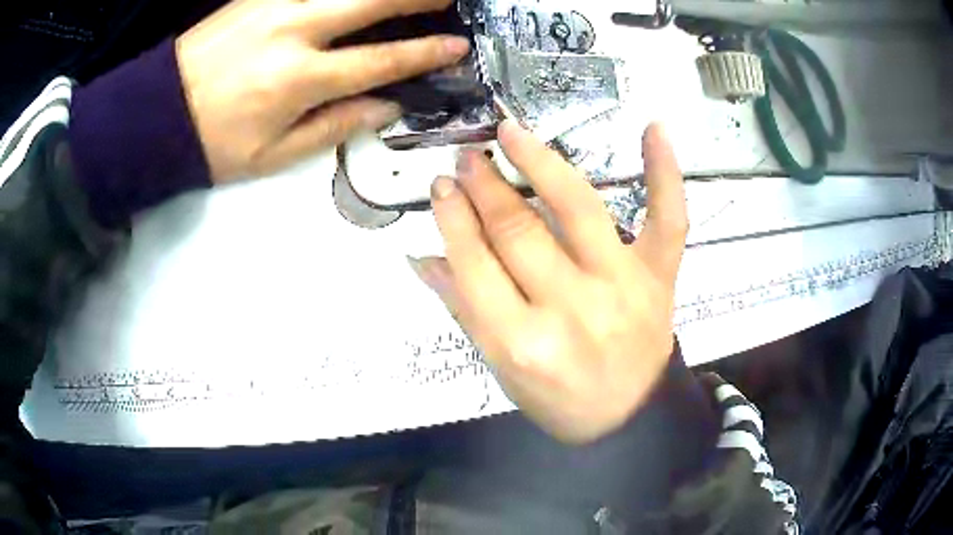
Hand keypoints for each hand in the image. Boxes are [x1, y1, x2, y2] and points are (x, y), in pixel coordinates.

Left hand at [176, 0, 468, 182]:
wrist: (157, 113)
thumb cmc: (214, 142)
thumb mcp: (273, 154)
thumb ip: (335, 127)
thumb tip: (388, 107)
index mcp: (299, 80)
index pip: (381, 60)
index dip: (425, 53)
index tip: (457, 46)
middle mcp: (294, 32)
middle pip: (373, 2)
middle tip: (446, 0)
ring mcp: (274, 5)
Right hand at [412, 122, 687, 443]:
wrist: (631, 418)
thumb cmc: (560, 402)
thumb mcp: (501, 370)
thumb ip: (464, 309)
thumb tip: (421, 257)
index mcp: (523, 343)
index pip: (475, 265)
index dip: (452, 219)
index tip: (440, 186)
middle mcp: (572, 309)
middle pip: (518, 231)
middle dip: (484, 187)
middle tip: (466, 157)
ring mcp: (623, 286)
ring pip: (578, 209)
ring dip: (539, 162)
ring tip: (511, 133)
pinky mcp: (659, 277)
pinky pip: (668, 218)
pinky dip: (664, 171)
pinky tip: (654, 128)